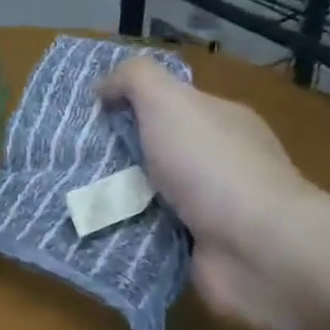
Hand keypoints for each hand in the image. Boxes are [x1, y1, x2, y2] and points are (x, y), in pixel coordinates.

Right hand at [99, 56, 329, 329]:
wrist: (257, 249)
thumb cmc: (211, 166)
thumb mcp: (168, 101)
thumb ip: (134, 80)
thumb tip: (103, 88)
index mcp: (221, 122)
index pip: (171, 105)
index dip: (131, 105)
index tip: (89, 116)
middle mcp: (220, 162)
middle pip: (157, 151)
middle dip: (117, 155)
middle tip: (72, 158)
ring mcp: (213, 209)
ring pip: (150, 196)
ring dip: (117, 198)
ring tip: (72, 196)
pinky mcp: (200, 250)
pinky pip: (152, 235)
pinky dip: (128, 234)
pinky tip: (96, 231)